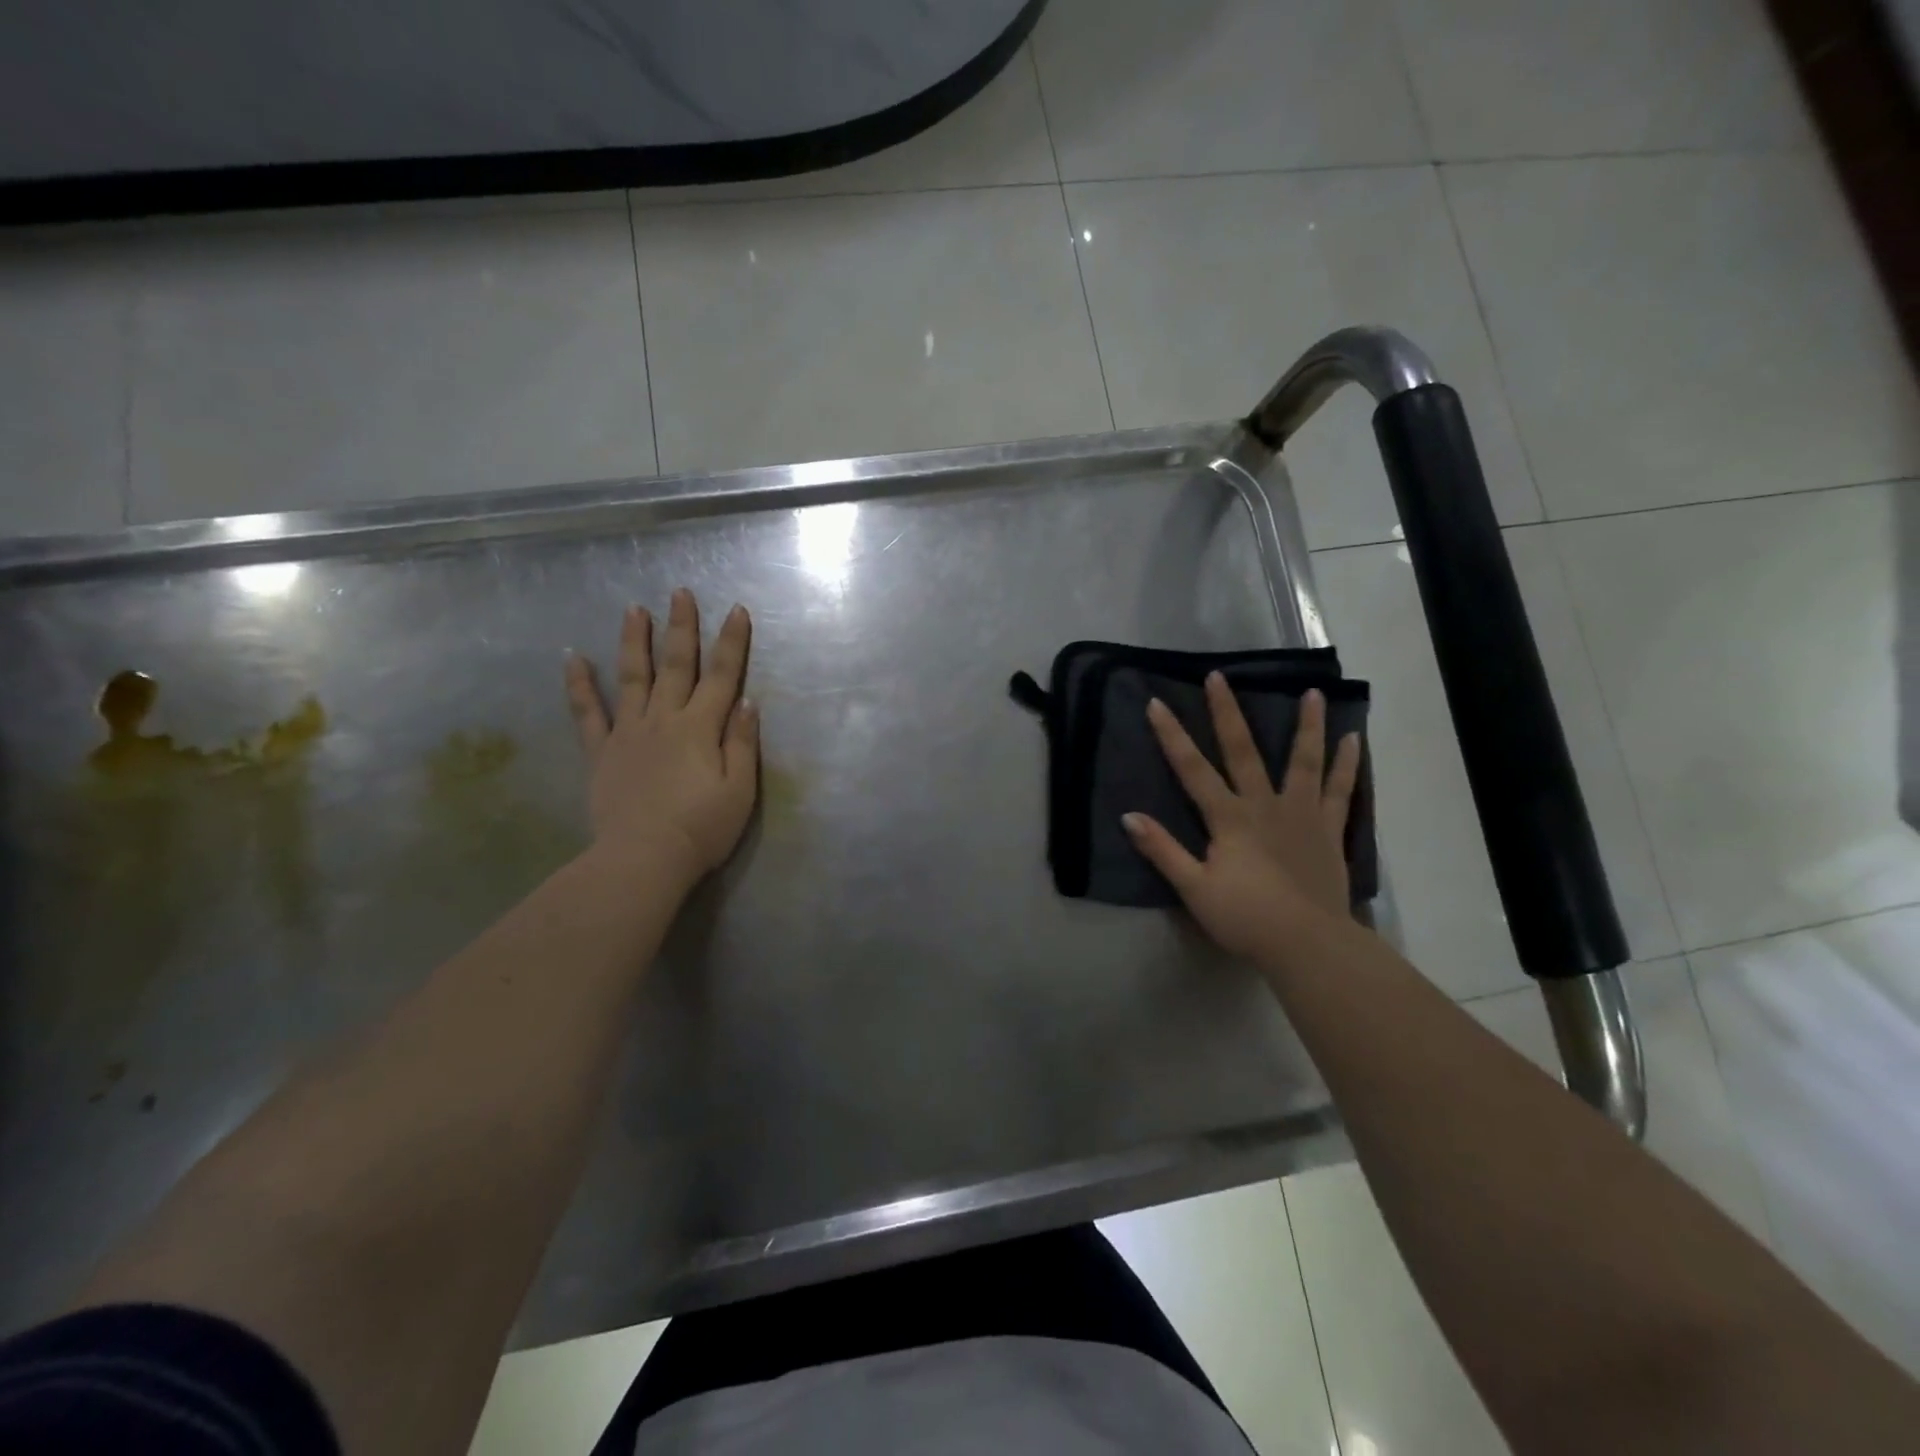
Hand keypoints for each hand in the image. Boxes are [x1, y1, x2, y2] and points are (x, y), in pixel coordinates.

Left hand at [563, 589, 758, 885]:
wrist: (643, 859)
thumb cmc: (702, 828)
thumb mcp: (740, 790)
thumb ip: (743, 743)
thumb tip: (747, 702)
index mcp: (701, 727)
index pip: (722, 676)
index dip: (731, 642)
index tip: (736, 610)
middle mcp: (664, 719)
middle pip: (676, 665)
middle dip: (681, 627)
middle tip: (680, 592)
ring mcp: (628, 732)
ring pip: (632, 677)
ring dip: (634, 641)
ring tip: (634, 609)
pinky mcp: (602, 752)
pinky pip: (587, 713)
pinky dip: (580, 685)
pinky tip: (573, 658)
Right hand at [1124, 677, 1360, 961]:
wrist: (1307, 943)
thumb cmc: (1245, 917)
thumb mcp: (1193, 888)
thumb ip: (1163, 850)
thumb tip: (1129, 816)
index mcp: (1228, 818)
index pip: (1192, 769)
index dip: (1172, 736)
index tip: (1156, 703)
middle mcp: (1264, 805)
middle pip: (1242, 751)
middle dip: (1227, 713)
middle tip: (1219, 677)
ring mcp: (1301, 814)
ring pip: (1303, 762)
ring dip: (1306, 726)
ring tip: (1312, 693)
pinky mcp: (1329, 831)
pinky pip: (1341, 792)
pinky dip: (1348, 766)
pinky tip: (1355, 740)